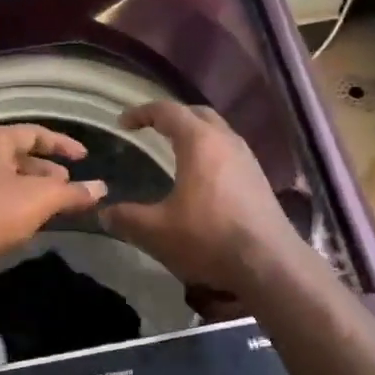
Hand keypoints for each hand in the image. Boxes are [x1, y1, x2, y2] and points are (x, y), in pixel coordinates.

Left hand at [0, 124, 107, 281]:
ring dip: (35, 191)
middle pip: (21, 156)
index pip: (35, 133)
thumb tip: (101, 188)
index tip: (85, 157)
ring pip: (10, 181)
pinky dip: (19, 206)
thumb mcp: (40, 199)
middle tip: (71, 186)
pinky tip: (33, 223)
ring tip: (58, 206)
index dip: (63, 144)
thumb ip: (73, 192)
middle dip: (49, 171)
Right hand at [101, 101, 301, 291]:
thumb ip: (127, 219)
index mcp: (199, 142)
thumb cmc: (208, 238)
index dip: (142, 113)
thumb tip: (104, 214)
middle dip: (173, 117)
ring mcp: (248, 160)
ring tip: (176, 153)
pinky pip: (230, 154)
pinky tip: (203, 180)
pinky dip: (211, 154)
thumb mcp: (157, 232)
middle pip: (198, 114)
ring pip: (219, 133)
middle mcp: (227, 141)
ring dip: (196, 135)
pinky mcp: (259, 180)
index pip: (167, 111)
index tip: (123, 123)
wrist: (269, 263)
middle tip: (152, 130)